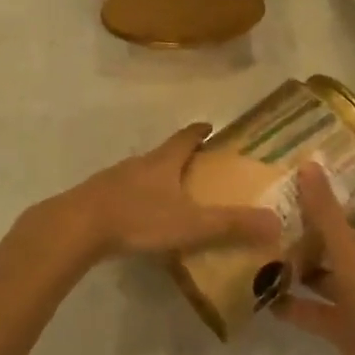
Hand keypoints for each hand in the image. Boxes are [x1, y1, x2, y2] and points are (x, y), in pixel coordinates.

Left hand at [50, 123, 282, 263]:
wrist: (78, 227)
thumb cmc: (138, 217)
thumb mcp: (190, 223)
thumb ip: (231, 224)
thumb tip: (276, 222)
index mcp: (164, 161)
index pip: (186, 137)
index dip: (200, 131)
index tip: (211, 127)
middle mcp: (140, 164)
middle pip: (164, 154)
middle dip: (183, 158)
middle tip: (202, 169)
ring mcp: (115, 179)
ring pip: (143, 174)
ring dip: (160, 180)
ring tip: (176, 197)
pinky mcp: (98, 199)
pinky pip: (125, 194)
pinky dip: (139, 200)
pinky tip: (143, 220)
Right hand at [276, 163, 354, 354]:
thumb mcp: (349, 250)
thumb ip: (326, 212)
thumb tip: (309, 164)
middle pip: (351, 233)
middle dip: (328, 216)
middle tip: (294, 191)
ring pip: (328, 272)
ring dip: (303, 261)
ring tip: (267, 240)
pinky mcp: (346, 326)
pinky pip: (314, 311)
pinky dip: (292, 305)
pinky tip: (263, 295)